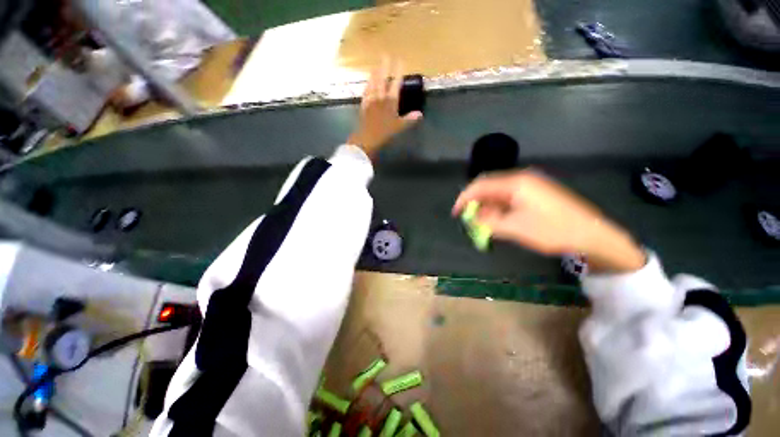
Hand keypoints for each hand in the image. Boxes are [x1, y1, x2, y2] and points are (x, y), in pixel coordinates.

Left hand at [347, 59, 422, 158]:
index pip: (396, 82)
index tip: (400, 61)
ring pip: (373, 81)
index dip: (398, 71)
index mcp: (391, 100)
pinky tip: (368, 80)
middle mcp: (381, 95)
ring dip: (375, 71)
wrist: (368, 137)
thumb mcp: (399, 126)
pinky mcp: (364, 102)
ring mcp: (371, 98)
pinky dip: (368, 83)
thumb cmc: (385, 132)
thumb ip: (410, 119)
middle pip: (382, 77)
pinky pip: (366, 89)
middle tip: (385, 55)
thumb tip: (420, 114)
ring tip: (377, 64)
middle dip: (385, 65)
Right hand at [452, 169, 645, 272]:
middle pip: (489, 186)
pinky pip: (510, 197)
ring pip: (499, 192)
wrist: (592, 234)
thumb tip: (473, 218)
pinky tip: (499, 218)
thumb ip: (490, 222)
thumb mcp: (516, 228)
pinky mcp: (536, 193)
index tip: (456, 213)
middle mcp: (521, 179)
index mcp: (515, 183)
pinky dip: (499, 207)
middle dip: (475, 202)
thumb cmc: (553, 230)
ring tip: (483, 222)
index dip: (464, 198)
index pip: (481, 185)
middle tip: (468, 218)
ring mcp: (530, 185)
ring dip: (487, 206)